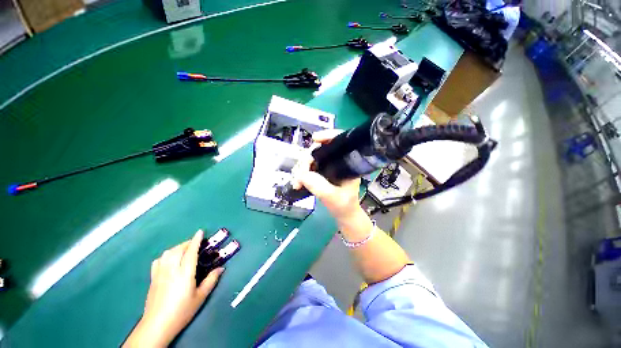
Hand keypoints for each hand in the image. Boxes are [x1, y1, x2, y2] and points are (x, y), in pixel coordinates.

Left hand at [124, 230, 223, 346]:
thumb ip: (211, 280)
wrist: (157, 325)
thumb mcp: (200, 297)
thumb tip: (221, 268)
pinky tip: (169, 260)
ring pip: (167, 253)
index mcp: (184, 273)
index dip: (196, 240)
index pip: (190, 252)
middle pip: (178, 250)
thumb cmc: (182, 311)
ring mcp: (160, 273)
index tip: (200, 231)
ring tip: (184, 250)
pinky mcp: (153, 278)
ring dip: (177, 248)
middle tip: (196, 244)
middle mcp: (171, 270)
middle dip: (187, 243)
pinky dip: (165, 256)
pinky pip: (158, 261)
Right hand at [292, 129, 363, 224]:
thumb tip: (302, 174)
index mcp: (347, 163)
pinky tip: (297, 182)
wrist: (344, 215)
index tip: (315, 139)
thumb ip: (319, 186)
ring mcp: (328, 166)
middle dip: (307, 159)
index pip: (340, 141)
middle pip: (320, 150)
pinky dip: (301, 174)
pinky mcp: (321, 172)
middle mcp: (337, 161)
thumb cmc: (344, 206)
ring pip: (311, 158)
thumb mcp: (333, 198)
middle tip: (300, 174)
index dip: (328, 135)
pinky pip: (308, 168)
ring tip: (297, 182)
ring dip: (301, 168)